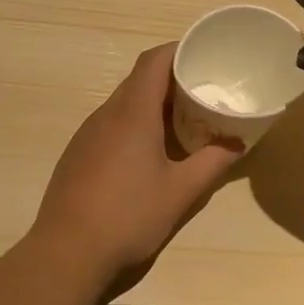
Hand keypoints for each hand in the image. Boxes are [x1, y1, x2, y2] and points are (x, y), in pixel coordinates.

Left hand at [27, 44, 242, 288]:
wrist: (66, 253)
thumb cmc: (129, 215)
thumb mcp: (180, 192)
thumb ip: (212, 163)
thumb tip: (237, 144)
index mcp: (133, 112)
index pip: (153, 61)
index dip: (178, 51)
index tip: (203, 56)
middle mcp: (106, 114)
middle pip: (139, 80)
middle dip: (171, 81)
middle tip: (202, 94)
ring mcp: (87, 134)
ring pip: (123, 104)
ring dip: (152, 105)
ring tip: (181, 123)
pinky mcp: (77, 155)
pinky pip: (110, 125)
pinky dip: (133, 126)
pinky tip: (147, 155)